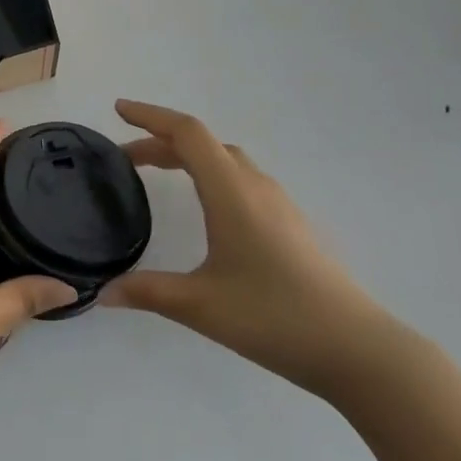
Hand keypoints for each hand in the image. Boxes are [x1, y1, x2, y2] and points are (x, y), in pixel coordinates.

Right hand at [103, 99, 400, 397]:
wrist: (358, 350)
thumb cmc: (274, 318)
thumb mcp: (201, 306)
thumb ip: (147, 292)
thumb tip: (102, 292)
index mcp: (231, 192)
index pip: (187, 133)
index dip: (150, 116)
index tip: (119, 110)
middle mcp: (255, 186)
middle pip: (203, 144)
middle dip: (160, 141)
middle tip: (126, 159)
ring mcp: (278, 204)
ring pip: (225, 160)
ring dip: (188, 157)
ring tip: (158, 173)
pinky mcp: (290, 224)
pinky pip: (241, 179)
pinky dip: (210, 175)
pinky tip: (205, 207)